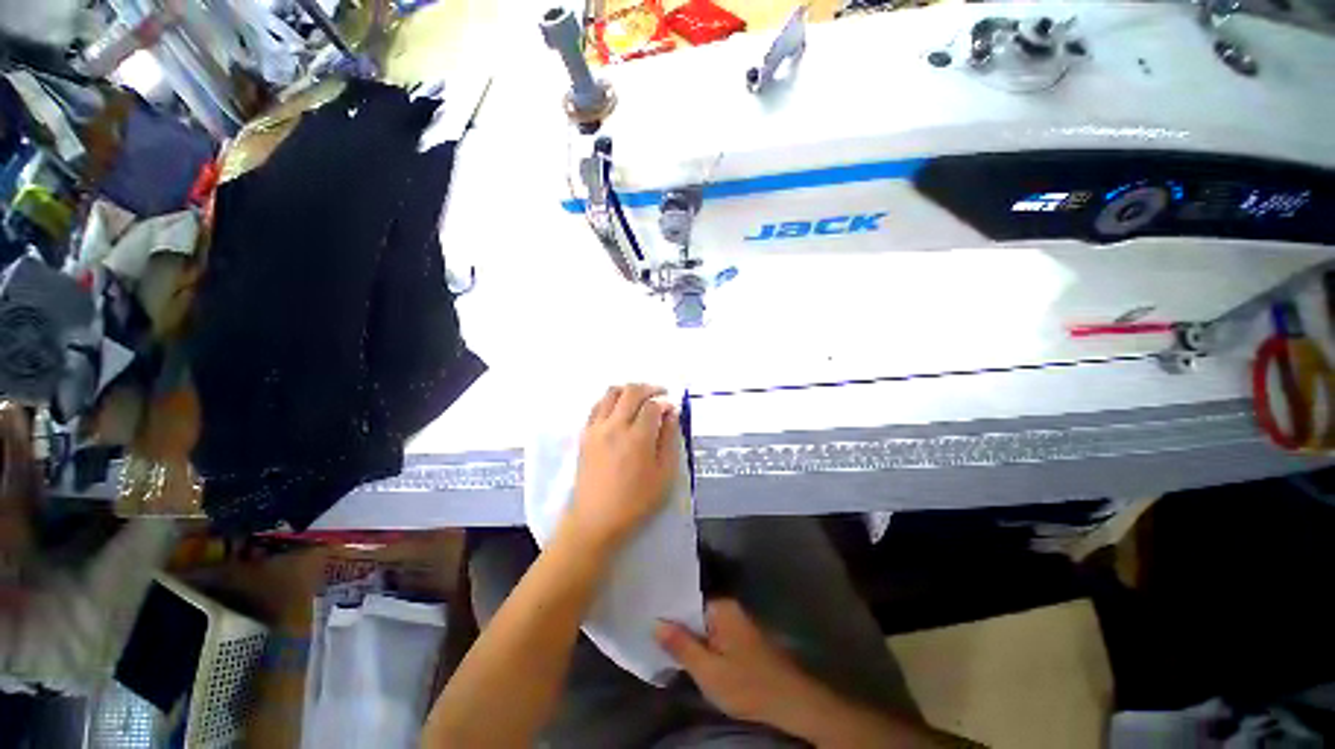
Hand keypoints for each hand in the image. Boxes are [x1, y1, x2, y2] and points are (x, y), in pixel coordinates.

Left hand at [563, 384, 679, 555]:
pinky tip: (619, 410)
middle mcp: (614, 426)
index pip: (653, 405)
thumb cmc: (635, 501)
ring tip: (640, 399)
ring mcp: (596, 428)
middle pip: (631, 391)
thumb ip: (670, 439)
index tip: (672, 409)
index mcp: (637, 437)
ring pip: (611, 393)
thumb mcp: (664, 474)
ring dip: (628, 390)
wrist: (595, 520)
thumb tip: (671, 413)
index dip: (665, 403)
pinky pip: (597, 405)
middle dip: (649, 388)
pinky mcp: (584, 435)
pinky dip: (611, 400)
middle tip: (660, 394)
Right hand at [656, 599, 822, 730]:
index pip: (686, 600)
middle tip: (652, 637)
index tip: (647, 619)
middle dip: (677, 626)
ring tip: (665, 645)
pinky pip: (715, 634)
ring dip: (690, 637)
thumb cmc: (748, 685)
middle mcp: (730, 608)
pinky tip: (691, 656)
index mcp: (722, 607)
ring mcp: (738, 622)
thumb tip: (655, 622)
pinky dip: (703, 644)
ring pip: (705, 625)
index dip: (667, 612)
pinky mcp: (743, 638)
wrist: (792, 702)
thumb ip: (681, 645)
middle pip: (695, 612)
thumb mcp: (708, 671)